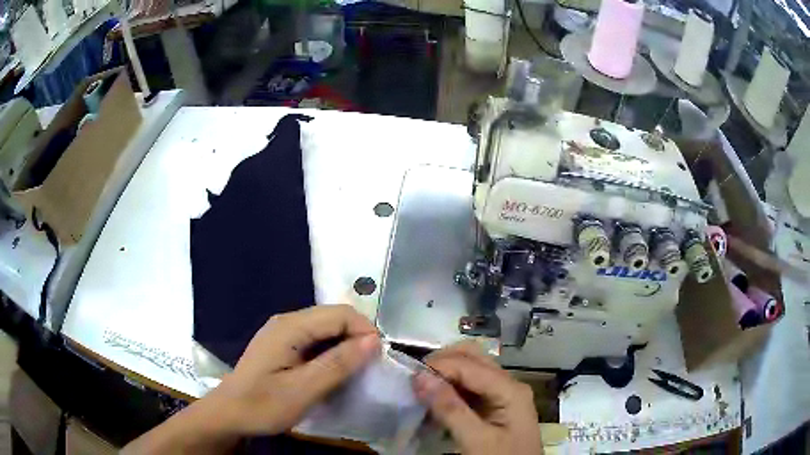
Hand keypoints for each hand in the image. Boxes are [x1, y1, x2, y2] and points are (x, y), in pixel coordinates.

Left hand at [210, 304, 380, 434]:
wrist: (229, 414)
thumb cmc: (263, 405)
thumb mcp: (303, 390)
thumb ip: (338, 364)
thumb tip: (373, 340)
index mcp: (291, 326)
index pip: (341, 314)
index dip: (365, 332)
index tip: (378, 361)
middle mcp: (287, 321)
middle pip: (334, 317)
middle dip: (358, 338)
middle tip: (369, 369)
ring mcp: (283, 331)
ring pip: (326, 328)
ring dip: (346, 346)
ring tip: (355, 372)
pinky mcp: (282, 344)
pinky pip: (316, 339)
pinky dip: (332, 352)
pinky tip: (333, 372)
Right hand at [413, 342, 542, 454]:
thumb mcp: (476, 440)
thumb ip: (450, 409)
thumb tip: (420, 376)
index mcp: (510, 389)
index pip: (470, 364)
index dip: (439, 366)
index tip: (409, 378)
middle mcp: (508, 384)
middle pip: (473, 357)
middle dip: (443, 362)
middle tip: (416, 379)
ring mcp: (502, 393)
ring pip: (470, 369)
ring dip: (445, 374)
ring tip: (422, 389)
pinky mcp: (494, 405)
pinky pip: (470, 386)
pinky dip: (450, 388)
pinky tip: (436, 401)